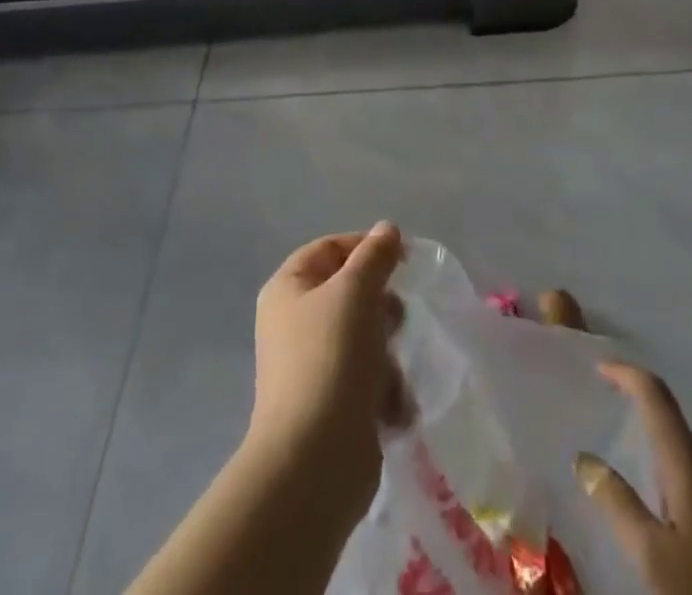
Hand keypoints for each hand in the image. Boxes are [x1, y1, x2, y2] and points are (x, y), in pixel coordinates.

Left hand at [248, 222, 408, 516]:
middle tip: (395, 320)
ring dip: (387, 354)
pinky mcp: (331, 407)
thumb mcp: (356, 291)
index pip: (330, 248)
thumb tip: (387, 229)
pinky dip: (383, 391)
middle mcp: (293, 323)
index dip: (366, 248)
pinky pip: (367, 380)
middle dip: (380, 307)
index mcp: (288, 289)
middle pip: (350, 293)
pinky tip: (391, 408)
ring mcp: (311, 367)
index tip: (403, 260)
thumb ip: (375, 256)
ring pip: (365, 338)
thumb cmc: (331, 358)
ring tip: (390, 376)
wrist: (315, 462)